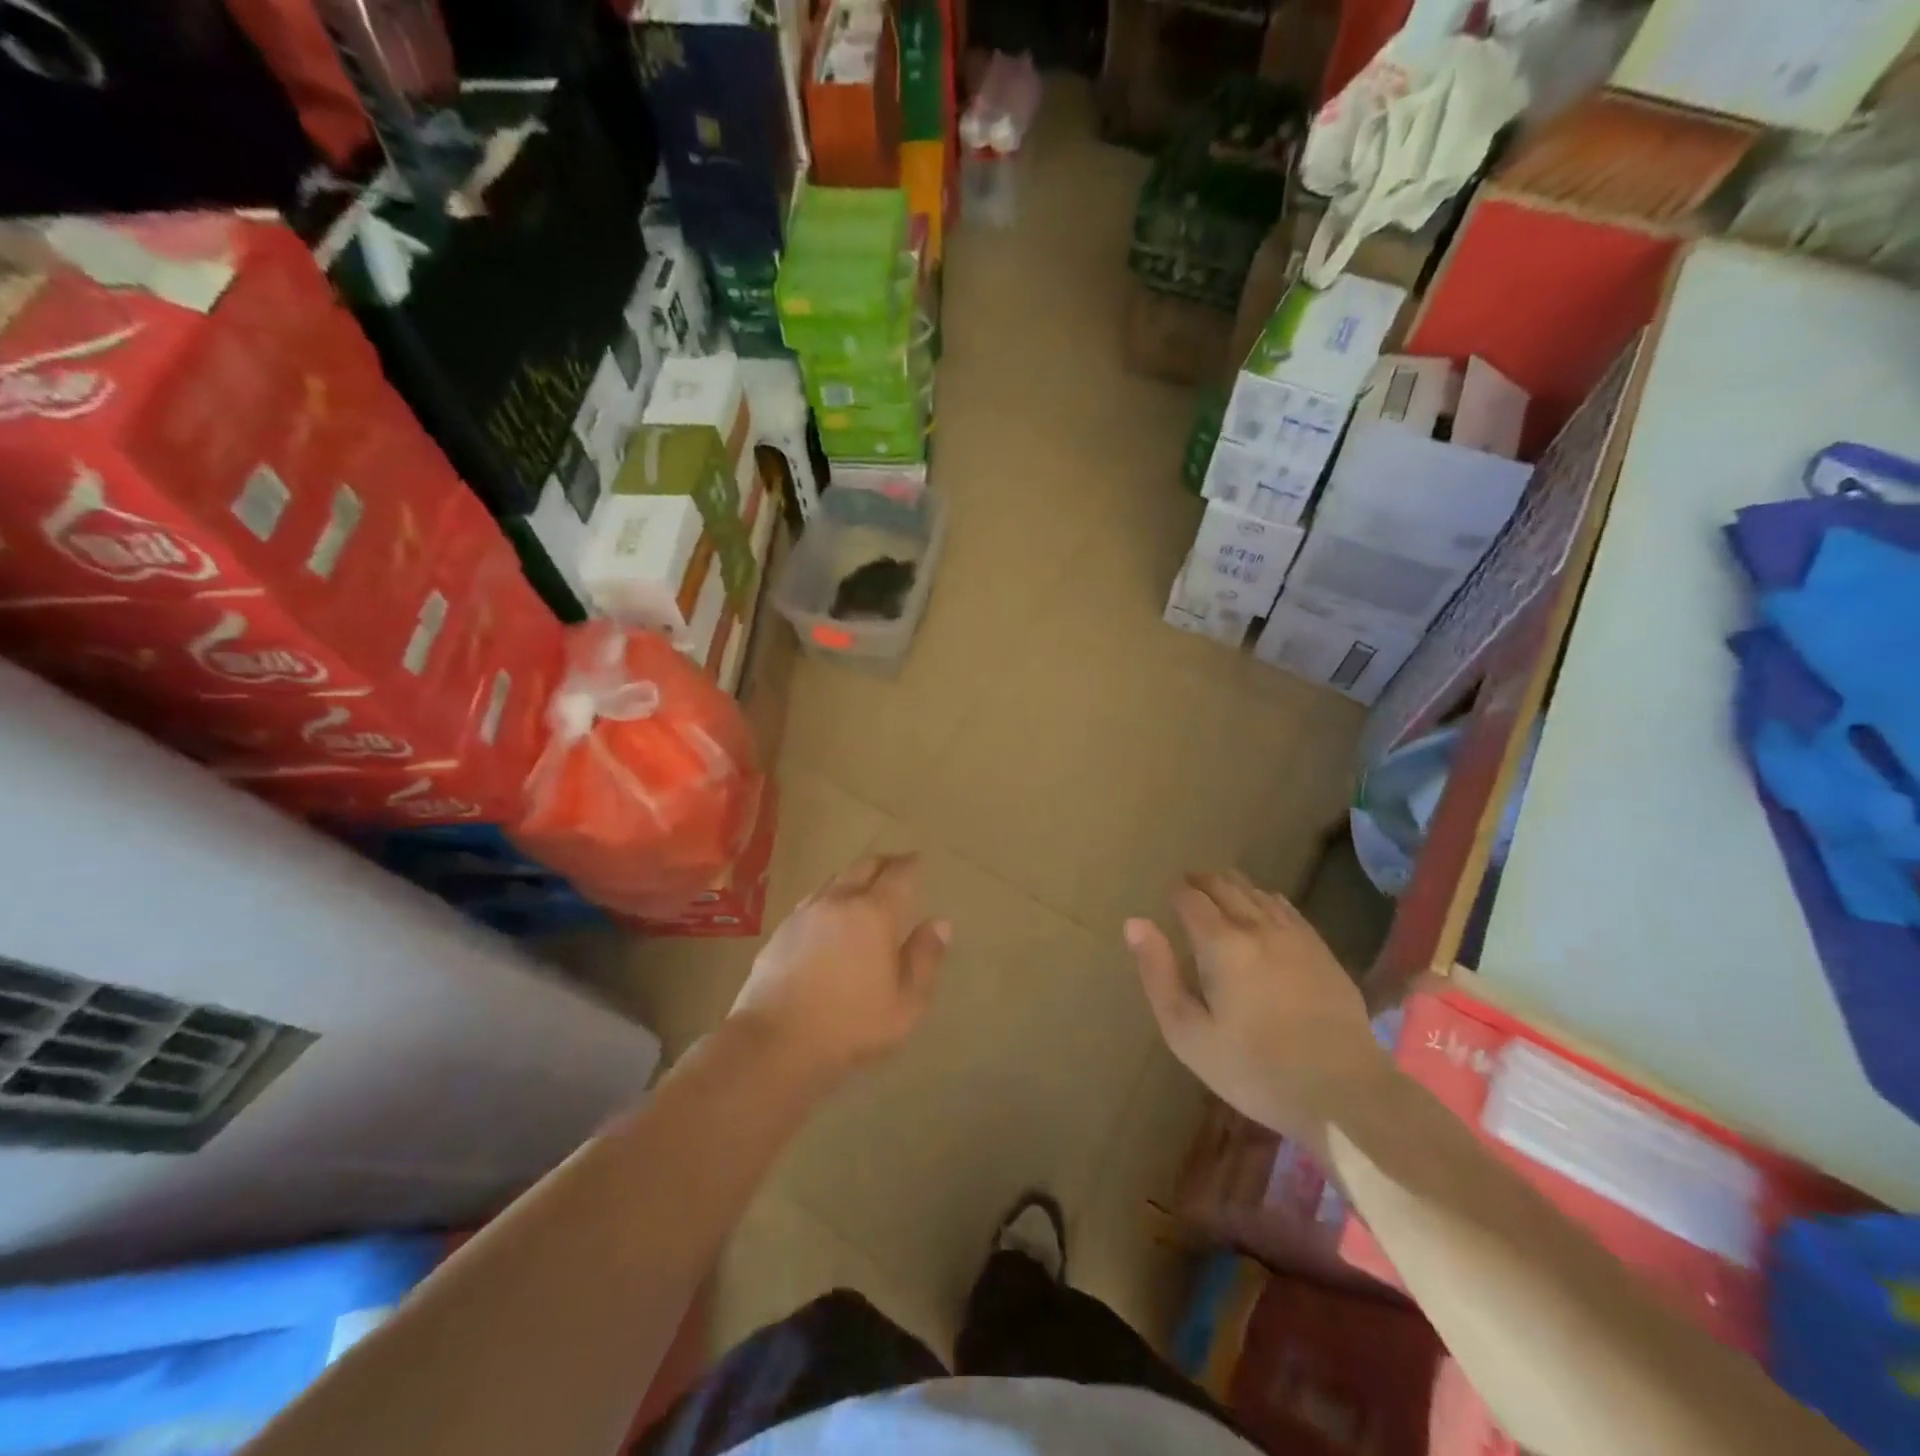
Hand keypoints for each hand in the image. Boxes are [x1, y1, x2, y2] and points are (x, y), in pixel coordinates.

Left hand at [729, 854, 950, 1087]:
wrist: (776, 1041)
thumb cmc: (851, 1024)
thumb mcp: (906, 1003)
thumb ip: (925, 958)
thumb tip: (940, 923)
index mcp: (874, 913)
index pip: (898, 874)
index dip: (911, 864)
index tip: (918, 860)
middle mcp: (839, 901)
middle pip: (864, 866)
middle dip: (883, 863)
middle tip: (895, 867)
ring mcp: (806, 912)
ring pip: (835, 879)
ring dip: (854, 877)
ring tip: (863, 888)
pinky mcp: (782, 929)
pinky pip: (813, 900)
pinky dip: (830, 897)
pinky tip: (829, 915)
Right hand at [1126, 871, 1390, 1146]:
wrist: (1343, 1093)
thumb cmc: (1253, 1069)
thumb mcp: (1187, 1033)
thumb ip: (1158, 974)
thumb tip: (1135, 923)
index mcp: (1221, 944)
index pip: (1191, 900)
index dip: (1176, 893)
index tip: (1168, 895)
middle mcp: (1257, 927)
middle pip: (1226, 886)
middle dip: (1203, 881)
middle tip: (1188, 884)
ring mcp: (1295, 936)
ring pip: (1258, 893)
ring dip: (1234, 885)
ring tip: (1220, 888)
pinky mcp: (1322, 951)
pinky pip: (1287, 908)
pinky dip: (1266, 899)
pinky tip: (1264, 906)